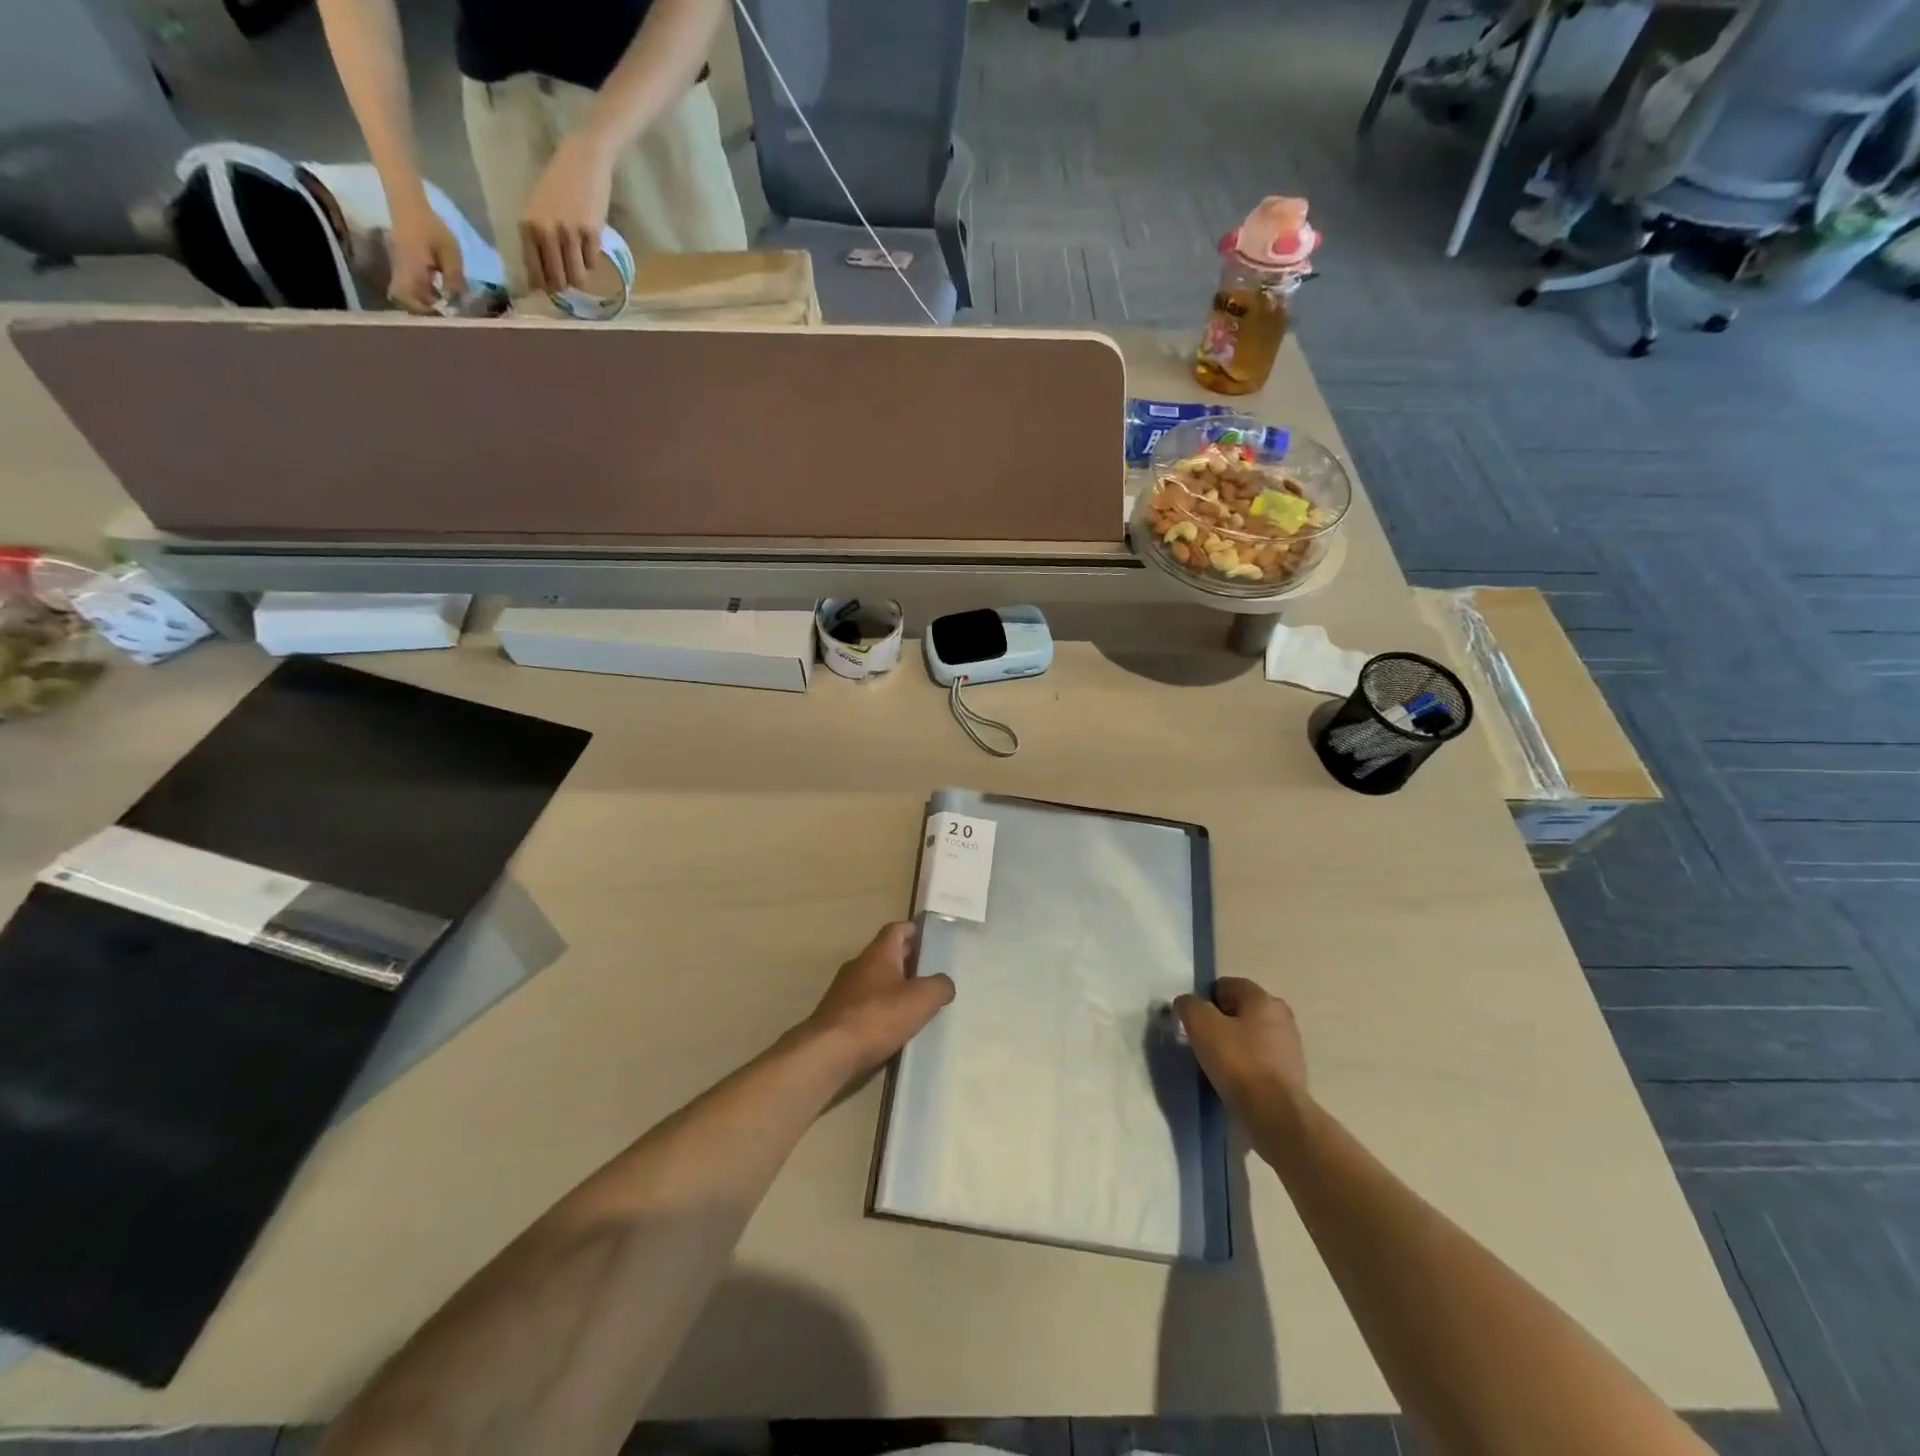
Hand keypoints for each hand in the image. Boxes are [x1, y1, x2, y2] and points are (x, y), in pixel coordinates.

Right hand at [385, 203, 466, 313]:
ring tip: (448, 303)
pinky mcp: (404, 267)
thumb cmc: (431, 228)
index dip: (422, 311)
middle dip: (426, 310)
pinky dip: (426, 294)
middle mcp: (401, 272)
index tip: (441, 314)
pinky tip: (442, 292)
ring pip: (410, 295)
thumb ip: (455, 278)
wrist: (410, 206)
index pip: (406, 297)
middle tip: (447, 312)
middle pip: (407, 301)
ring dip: (428, 302)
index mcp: (411, 269)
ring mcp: (400, 269)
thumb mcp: (450, 254)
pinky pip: (413, 287)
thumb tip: (459, 301)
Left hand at [520, 131, 615, 295]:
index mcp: (529, 225)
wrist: (582, 161)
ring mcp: (570, 232)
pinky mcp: (591, 233)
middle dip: (563, 286)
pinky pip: (592, 263)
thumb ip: (538, 239)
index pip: (534, 270)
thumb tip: (545, 277)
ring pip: (577, 276)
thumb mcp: (539, 210)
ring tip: (580, 269)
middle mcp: (547, 231)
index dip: (542, 286)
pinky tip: (589, 251)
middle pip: (557, 279)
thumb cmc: (558, 186)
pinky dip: (591, 263)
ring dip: (580, 279)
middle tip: (568, 284)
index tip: (548, 292)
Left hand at [805, 923, 953, 1075]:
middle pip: (886, 954)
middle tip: (931, 972)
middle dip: (908, 960)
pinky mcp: (838, 1015)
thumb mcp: (921, 999)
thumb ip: (939, 986)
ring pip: (875, 980)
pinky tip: (894, 1027)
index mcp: (878, 953)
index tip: (930, 938)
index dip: (913, 930)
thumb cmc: (877, 1017)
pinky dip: (881, 1009)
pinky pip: (865, 1004)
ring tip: (917, 1002)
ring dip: (894, 986)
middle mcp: (859, 965)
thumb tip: (945, 984)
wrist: (829, 1052)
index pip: (896, 929)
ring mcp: (844, 990)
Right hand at [1174, 977, 1308, 1115]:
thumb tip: (1187, 1004)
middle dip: (1218, 1023)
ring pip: (1249, 1037)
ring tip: (1214, 1065)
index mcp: (1263, 999)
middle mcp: (1281, 1017)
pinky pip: (1258, 1061)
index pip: (1226, 985)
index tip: (1193, 1022)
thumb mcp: (1201, 1025)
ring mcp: (1289, 1047)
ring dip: (1231, 1046)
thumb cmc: (1238, 1062)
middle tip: (1200, 1042)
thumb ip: (1189, 1005)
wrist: (1275, 1115)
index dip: (1204, 999)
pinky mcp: (1290, 1075)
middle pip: (1238, 1011)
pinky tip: (1232, 1082)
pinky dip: (1244, 1066)